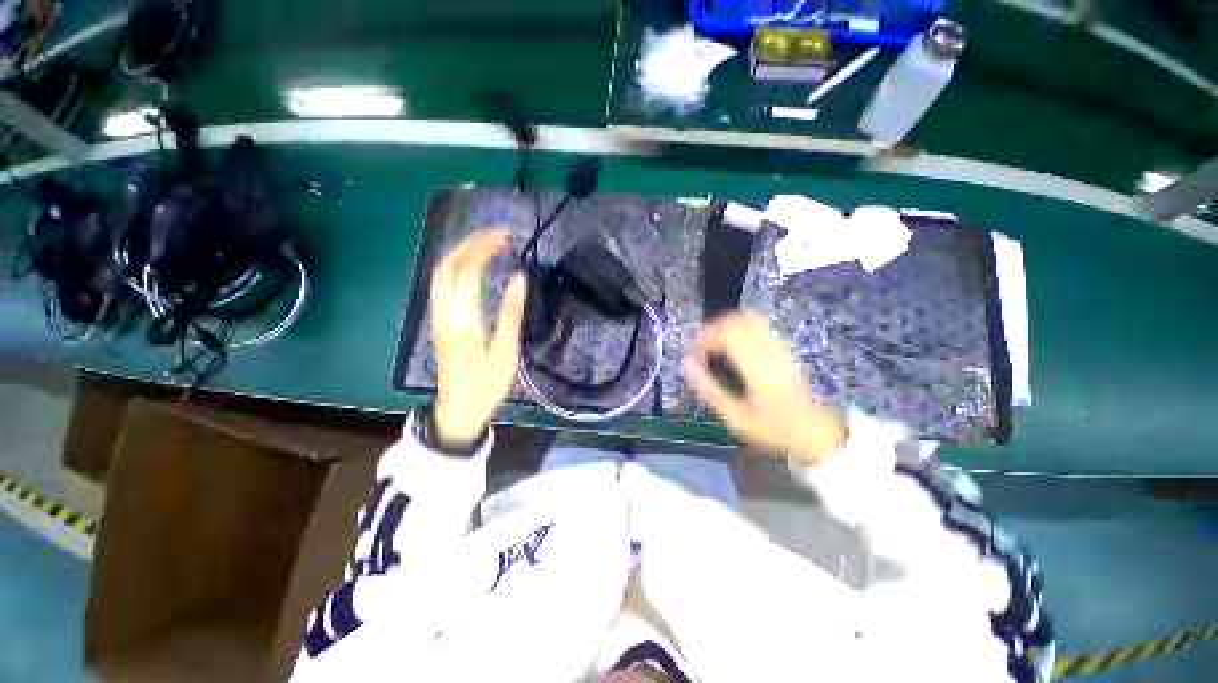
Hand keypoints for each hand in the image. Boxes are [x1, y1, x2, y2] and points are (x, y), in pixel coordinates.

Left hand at [430, 229, 526, 447]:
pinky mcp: (439, 322)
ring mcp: (437, 317)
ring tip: (487, 246)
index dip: (484, 248)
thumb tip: (519, 279)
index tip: (506, 237)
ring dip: (461, 253)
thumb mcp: (506, 352)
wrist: (458, 411)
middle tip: (496, 236)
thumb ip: (511, 313)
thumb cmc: (487, 385)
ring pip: (440, 274)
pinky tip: (474, 268)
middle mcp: (444, 312)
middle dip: (469, 244)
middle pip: (446, 265)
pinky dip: (457, 268)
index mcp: (462, 319)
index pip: (468, 271)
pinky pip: (442, 285)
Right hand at [683, 312, 846, 464]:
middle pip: (738, 319)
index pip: (727, 333)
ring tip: (716, 345)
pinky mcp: (785, 348)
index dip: (705, 337)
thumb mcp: (734, 416)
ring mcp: (780, 346)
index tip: (693, 352)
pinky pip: (759, 326)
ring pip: (750, 318)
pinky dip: (740, 329)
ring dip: (728, 325)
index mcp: (757, 367)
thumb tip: (687, 362)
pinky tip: (735, 348)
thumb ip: (708, 388)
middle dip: (714, 328)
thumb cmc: (772, 428)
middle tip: (703, 347)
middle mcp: (769, 350)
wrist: (817, 432)